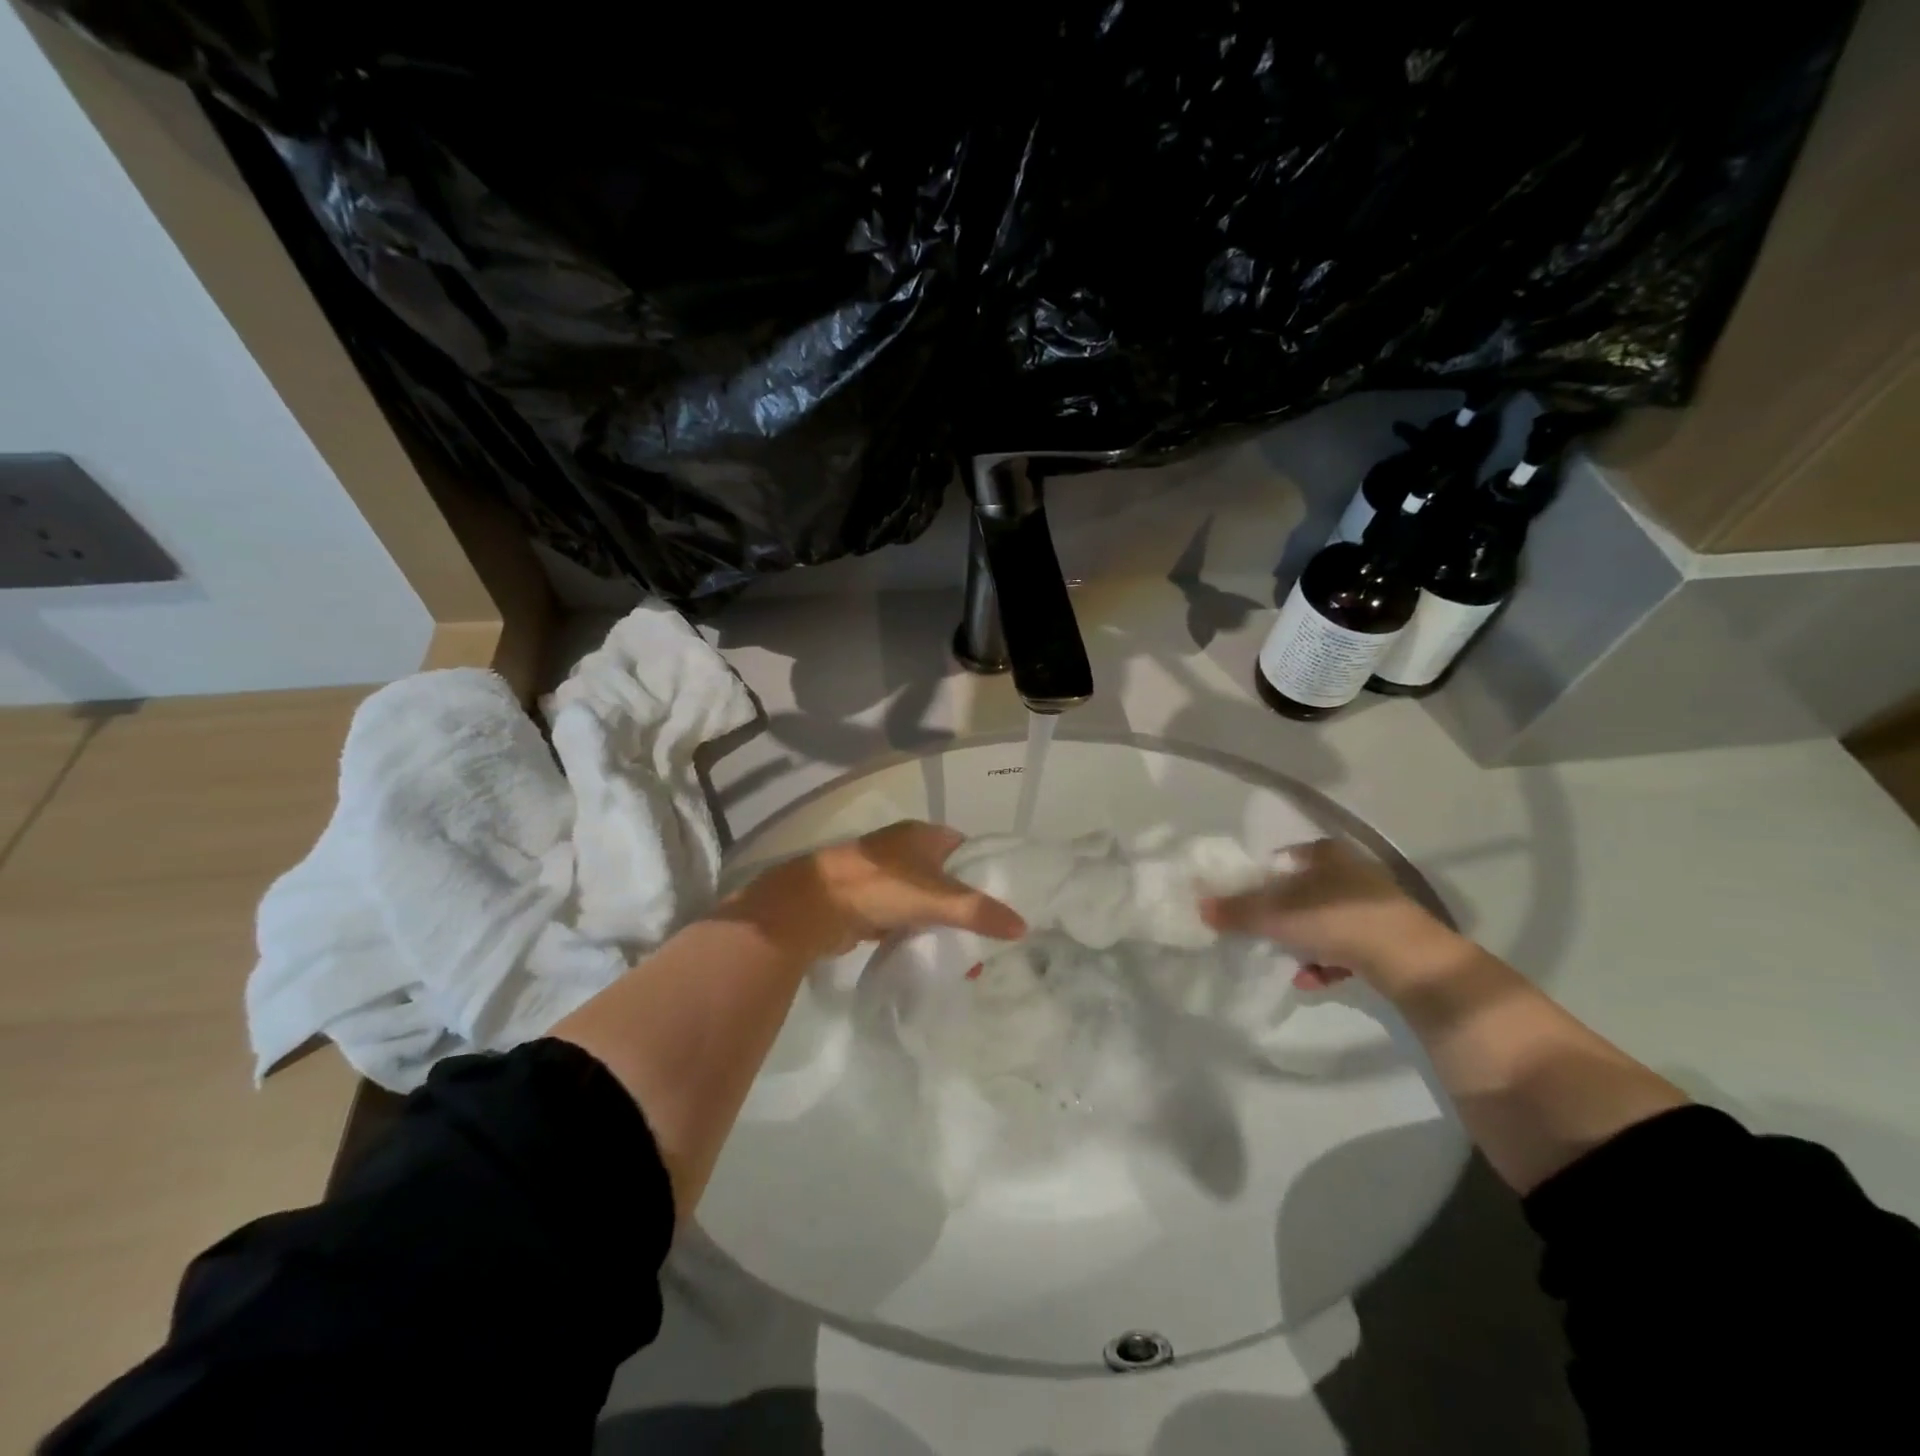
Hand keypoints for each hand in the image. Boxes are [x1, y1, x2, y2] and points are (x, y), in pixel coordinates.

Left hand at [734, 821, 1026, 959]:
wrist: (815, 906)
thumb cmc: (880, 887)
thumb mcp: (937, 898)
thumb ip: (980, 912)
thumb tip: (1023, 927)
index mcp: (922, 835)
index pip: (966, 848)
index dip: (985, 871)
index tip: (1004, 899)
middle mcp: (903, 850)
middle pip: (946, 876)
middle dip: (965, 904)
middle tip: (987, 933)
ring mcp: (883, 876)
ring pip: (924, 899)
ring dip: (940, 922)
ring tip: (965, 951)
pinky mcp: (868, 903)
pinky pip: (903, 917)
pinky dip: (916, 932)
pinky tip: (931, 952)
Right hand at [1199, 838, 1455, 991]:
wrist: (1412, 961)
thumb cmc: (1337, 920)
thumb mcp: (1277, 915)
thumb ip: (1237, 911)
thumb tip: (1199, 907)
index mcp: (1327, 854)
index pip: (1286, 857)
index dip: (1263, 877)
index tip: (1245, 900)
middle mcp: (1353, 873)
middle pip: (1305, 891)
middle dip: (1283, 914)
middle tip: (1261, 932)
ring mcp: (1376, 906)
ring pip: (1326, 921)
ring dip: (1303, 941)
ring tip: (1286, 962)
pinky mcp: (1390, 939)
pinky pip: (1347, 947)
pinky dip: (1327, 961)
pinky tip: (1311, 980)